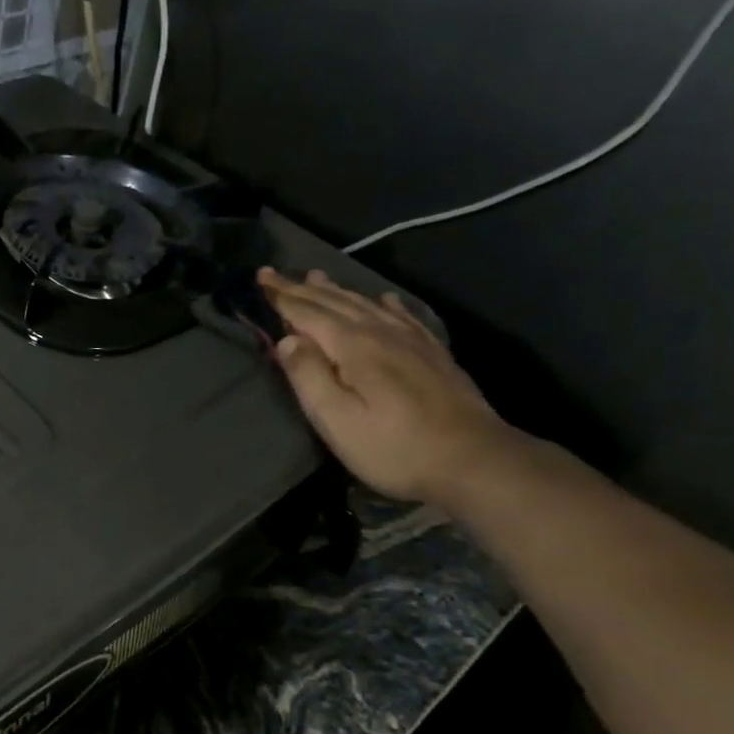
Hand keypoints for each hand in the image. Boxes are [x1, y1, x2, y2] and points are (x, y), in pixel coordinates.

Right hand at [258, 268, 523, 505]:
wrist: (473, 460)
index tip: (260, 277)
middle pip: (334, 302)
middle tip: (273, 273)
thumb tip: (287, 340)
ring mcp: (411, 341)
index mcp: (353, 346)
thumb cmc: (393, 447)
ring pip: (365, 304)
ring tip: (316, 276)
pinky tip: (383, 299)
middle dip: (301, 287)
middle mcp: (381, 332)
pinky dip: (384, 304)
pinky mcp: (432, 354)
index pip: (307, 312)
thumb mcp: (336, 420)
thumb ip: (308, 376)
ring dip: (336, 290)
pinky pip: (402, 316)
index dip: (281, 296)